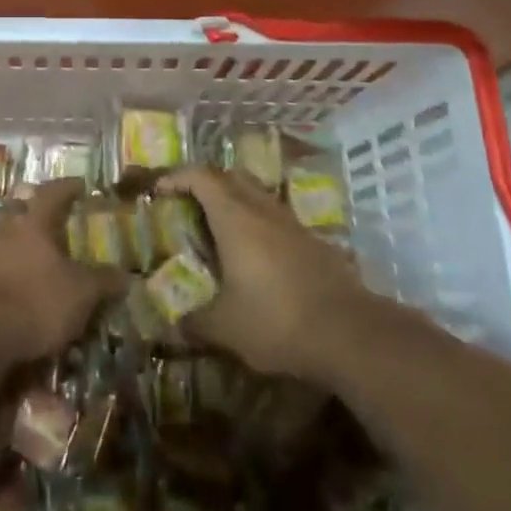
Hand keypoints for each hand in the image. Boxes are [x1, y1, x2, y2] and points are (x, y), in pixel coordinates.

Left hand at [0, 179, 126, 363]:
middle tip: (53, 220)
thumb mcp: (80, 294)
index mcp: (34, 223)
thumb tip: (126, 275)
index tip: (80, 184)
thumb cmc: (36, 301)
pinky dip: (7, 271)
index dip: (67, 187)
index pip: (52, 193)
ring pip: (5, 238)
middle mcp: (6, 230)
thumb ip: (103, 282)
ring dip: (20, 244)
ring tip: (37, 258)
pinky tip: (18, 287)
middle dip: (36, 212)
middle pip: (20, 210)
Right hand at [159, 167, 382, 383]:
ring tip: (222, 230)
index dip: (177, 177)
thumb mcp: (226, 328)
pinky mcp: (315, 242)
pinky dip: (261, 226)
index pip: (201, 177)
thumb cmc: (277, 320)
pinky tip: (258, 258)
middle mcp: (262, 209)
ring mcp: (292, 223)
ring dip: (237, 202)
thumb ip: (196, 323)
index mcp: (234, 217)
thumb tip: (174, 327)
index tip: (160, 190)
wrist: (350, 333)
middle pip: (231, 176)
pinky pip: (278, 220)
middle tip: (190, 204)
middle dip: (207, 183)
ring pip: (258, 195)